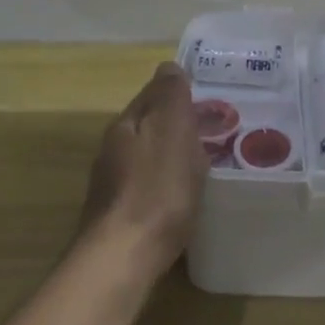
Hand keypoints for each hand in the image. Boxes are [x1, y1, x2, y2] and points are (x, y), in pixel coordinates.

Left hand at [81, 63, 208, 274]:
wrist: (123, 258)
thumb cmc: (157, 188)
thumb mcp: (173, 130)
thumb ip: (171, 96)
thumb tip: (168, 66)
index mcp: (126, 123)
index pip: (153, 92)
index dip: (180, 91)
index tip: (209, 98)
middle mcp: (113, 149)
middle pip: (149, 124)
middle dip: (177, 123)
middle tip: (212, 130)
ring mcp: (112, 184)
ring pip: (147, 155)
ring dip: (171, 153)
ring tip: (202, 162)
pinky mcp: (118, 216)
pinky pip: (148, 185)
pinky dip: (166, 182)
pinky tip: (182, 195)